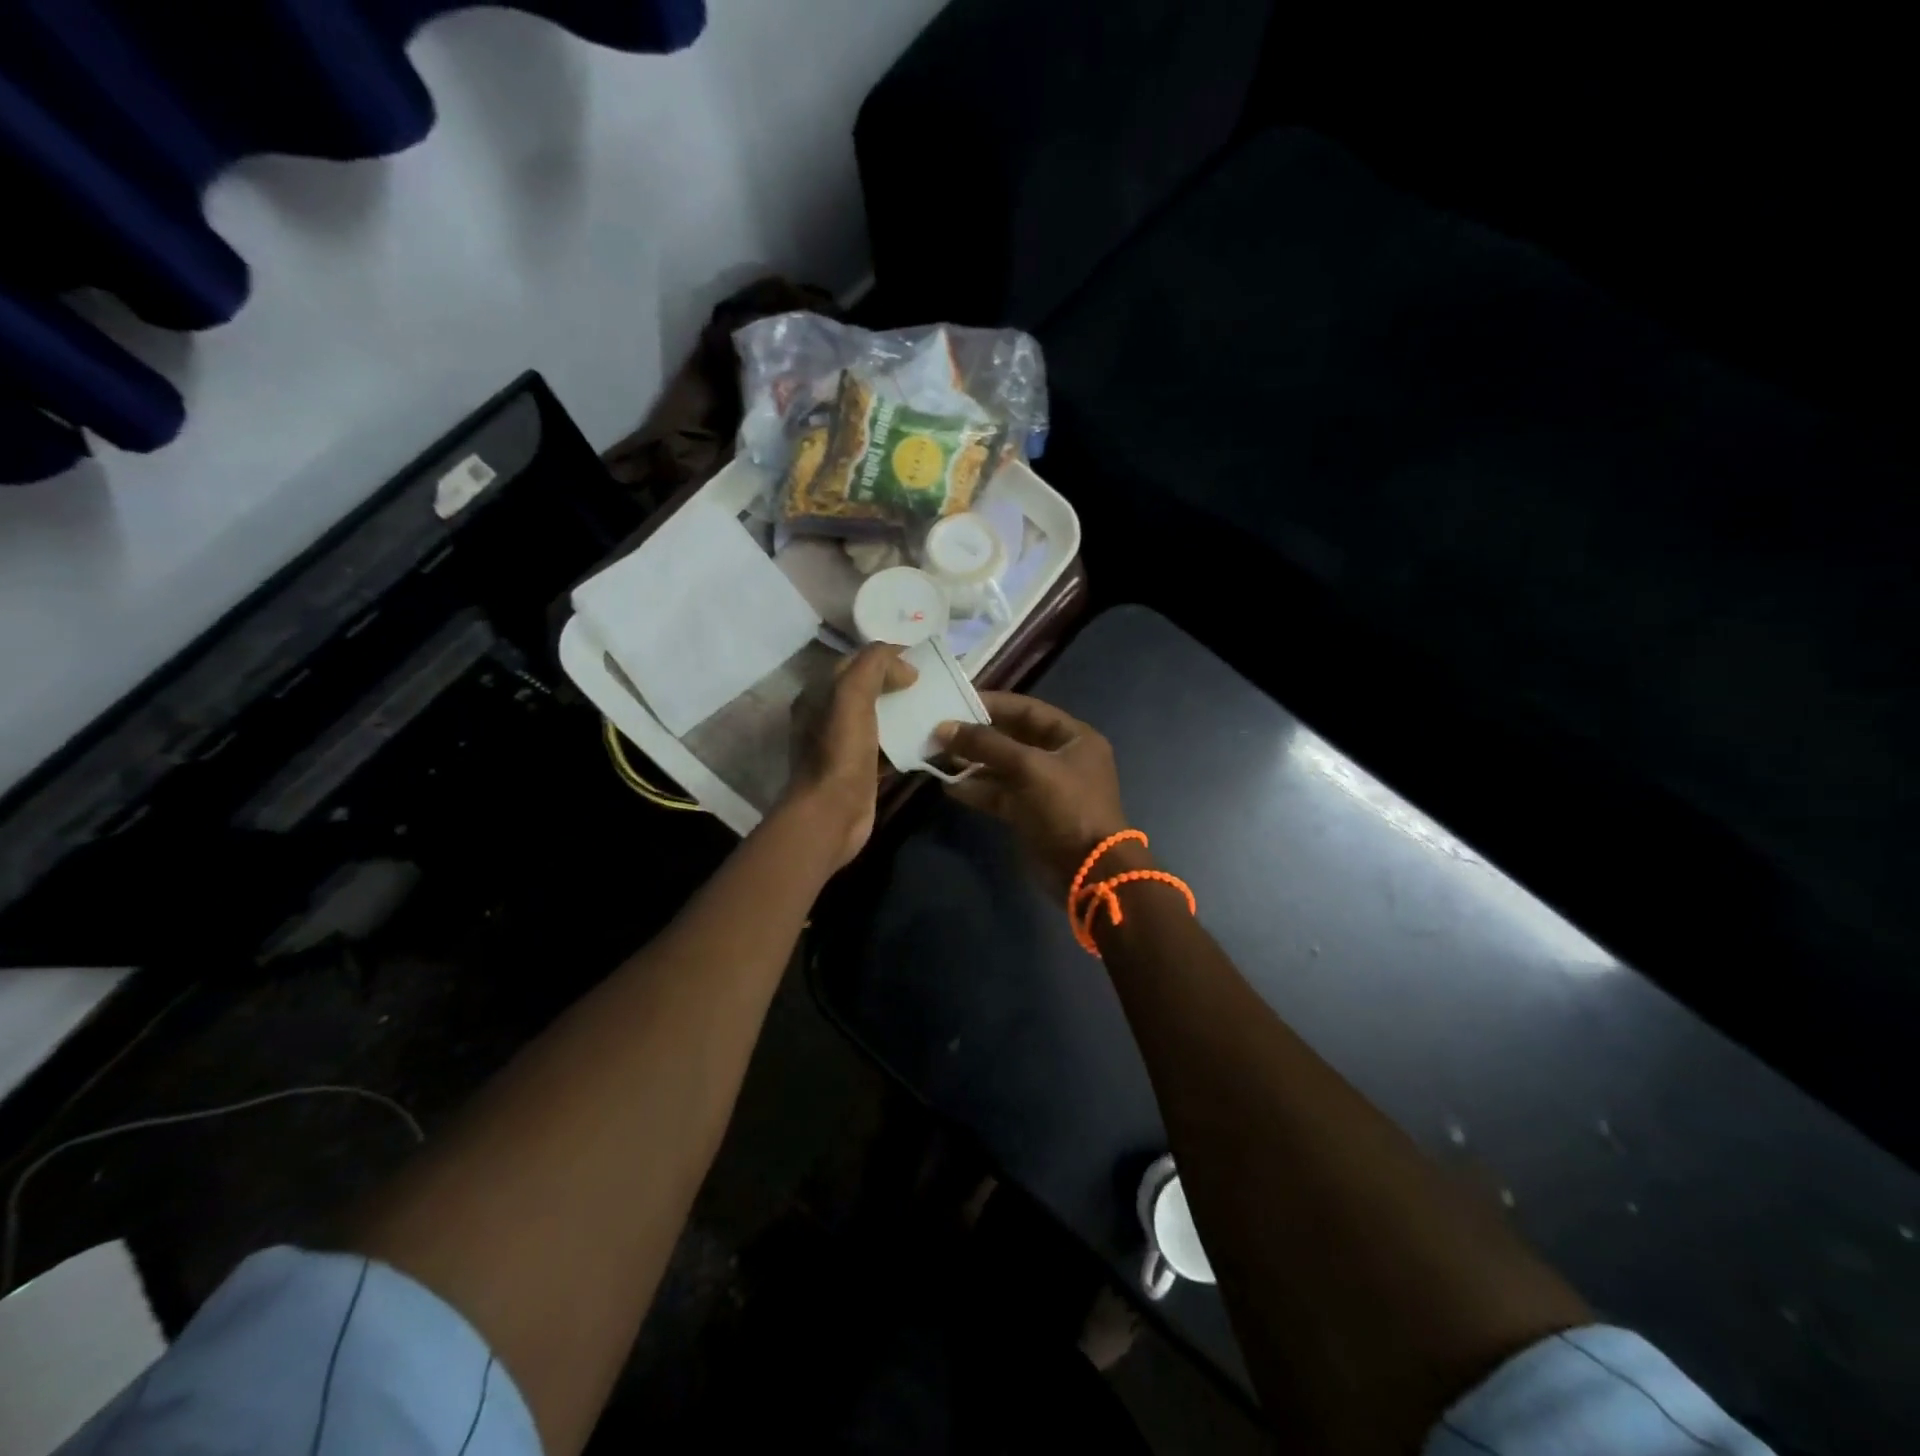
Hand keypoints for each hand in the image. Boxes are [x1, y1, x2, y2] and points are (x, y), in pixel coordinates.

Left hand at [785, 644, 916, 866]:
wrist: (832, 813)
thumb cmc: (840, 752)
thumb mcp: (852, 695)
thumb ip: (874, 666)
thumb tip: (905, 667)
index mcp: (818, 694)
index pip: (855, 662)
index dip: (887, 657)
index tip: (921, 660)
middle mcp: (826, 717)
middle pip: (868, 690)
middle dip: (899, 684)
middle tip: (932, 684)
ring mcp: (843, 746)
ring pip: (880, 719)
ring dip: (905, 713)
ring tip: (936, 708)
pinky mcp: (861, 770)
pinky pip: (887, 747)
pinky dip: (906, 741)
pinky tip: (929, 741)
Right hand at [936, 692, 1129, 894]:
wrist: (1089, 871)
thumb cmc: (1067, 807)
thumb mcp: (1028, 767)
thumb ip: (986, 745)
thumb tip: (943, 728)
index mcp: (1073, 737)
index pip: (1027, 710)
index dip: (991, 704)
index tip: (955, 702)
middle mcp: (1059, 758)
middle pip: (1011, 738)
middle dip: (976, 736)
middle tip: (938, 731)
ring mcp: (1044, 787)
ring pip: (1001, 768)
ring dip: (971, 763)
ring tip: (936, 756)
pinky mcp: (1029, 813)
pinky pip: (999, 794)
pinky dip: (976, 789)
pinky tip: (948, 784)